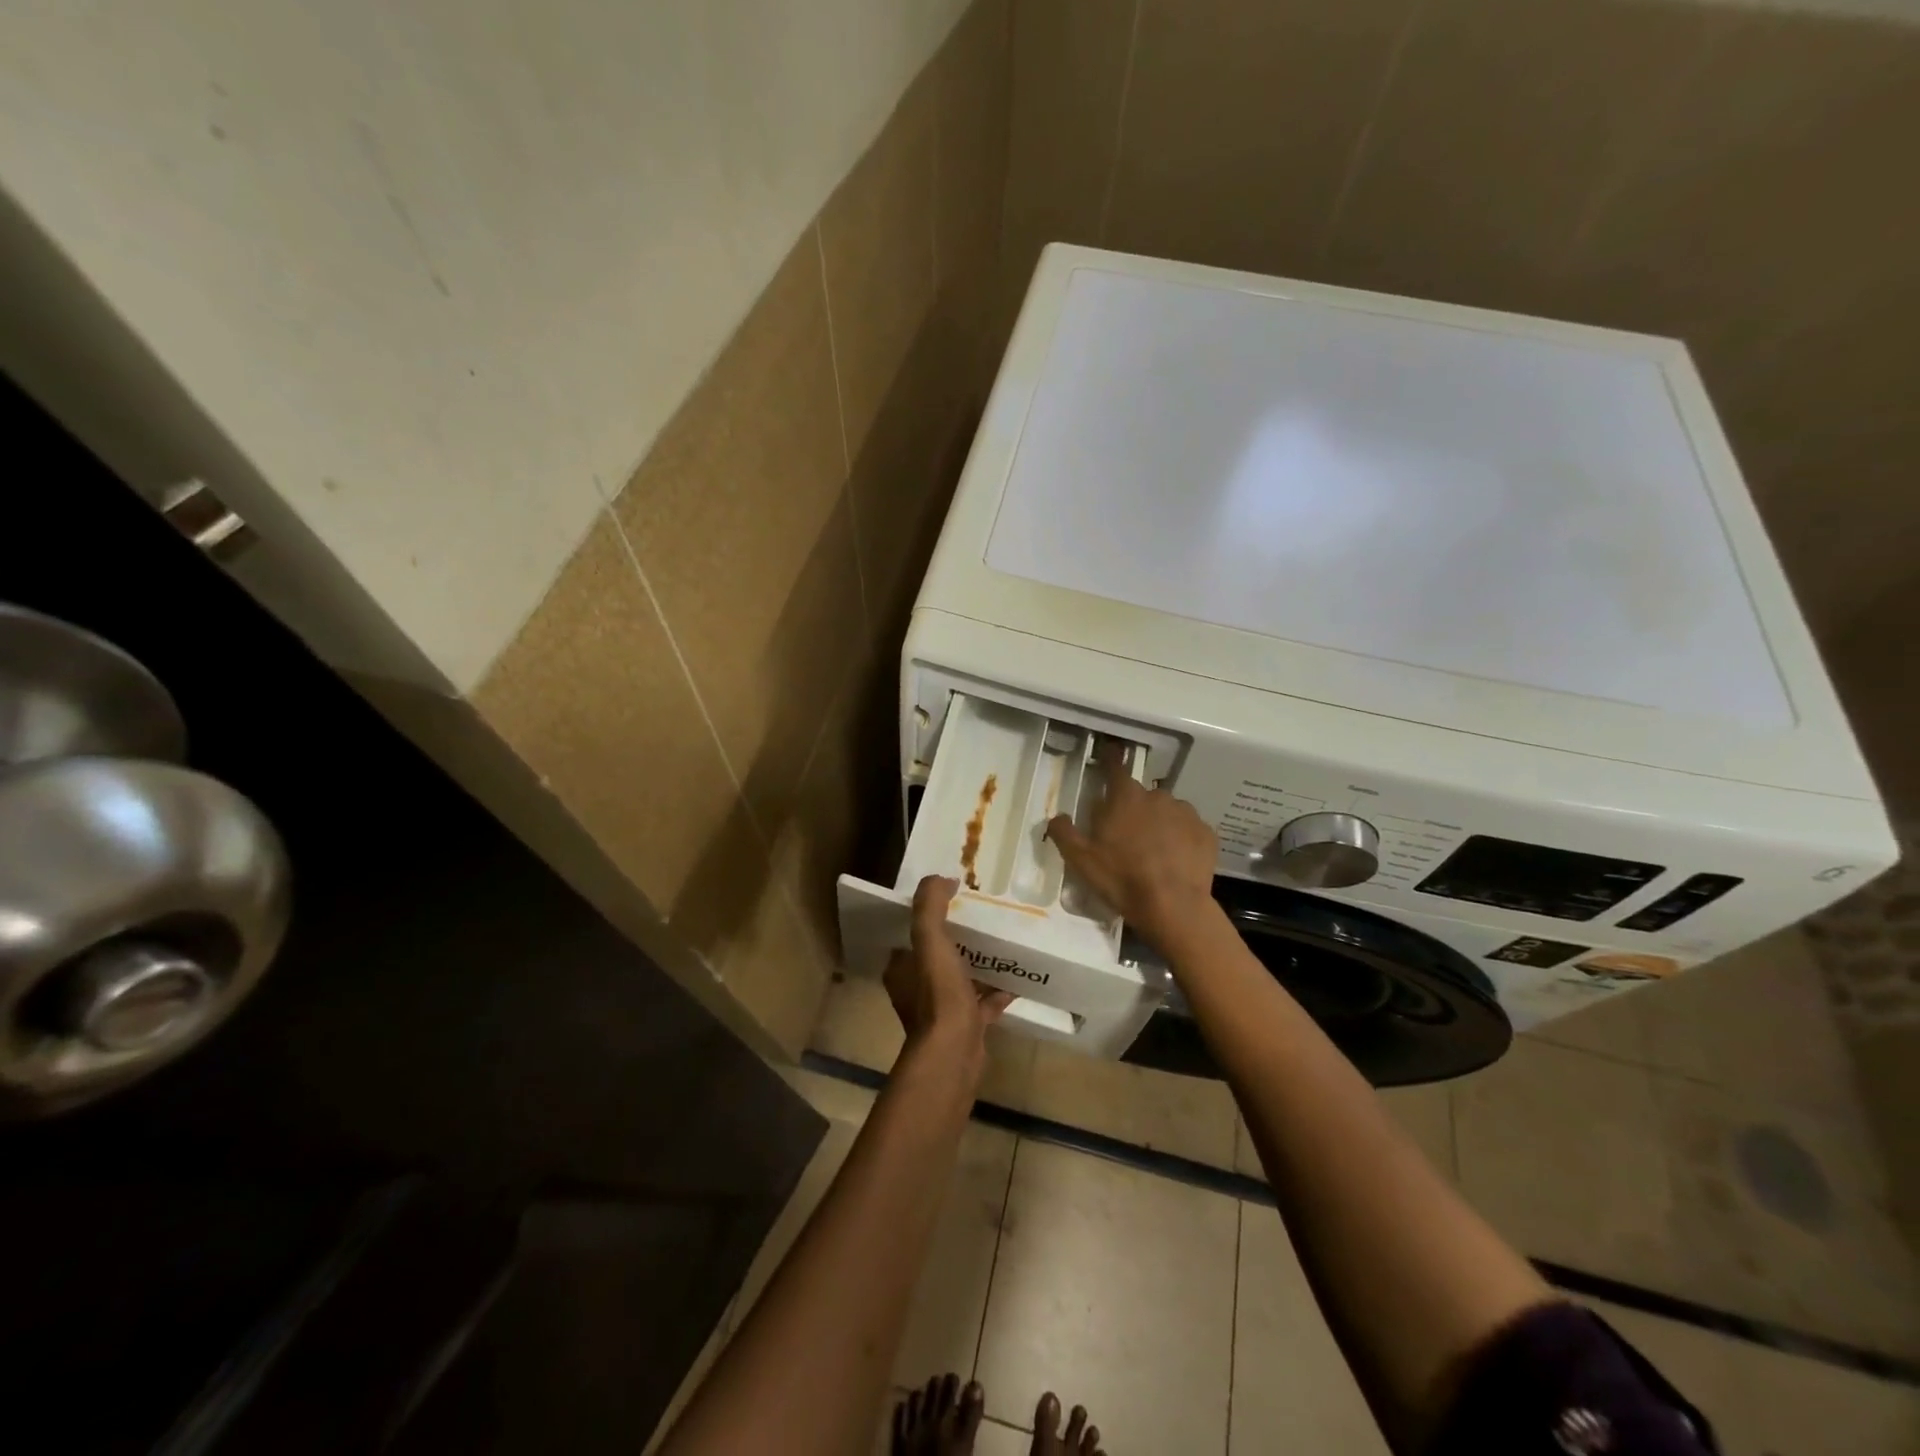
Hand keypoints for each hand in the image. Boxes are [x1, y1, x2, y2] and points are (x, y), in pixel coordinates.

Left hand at [884, 876, 1012, 1055]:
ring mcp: (942, 1011)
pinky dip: (996, 993)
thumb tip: (941, 879)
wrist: (955, 1052)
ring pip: (960, 979)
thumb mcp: (929, 939)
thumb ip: (929, 906)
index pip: (909, 936)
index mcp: (901, 969)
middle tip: (980, 919)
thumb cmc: (938, 993)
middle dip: (956, 939)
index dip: (926, 917)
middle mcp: (916, 990)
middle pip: (936, 956)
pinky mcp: (966, 1028)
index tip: (950, 901)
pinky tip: (1015, 981)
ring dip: (977, 964)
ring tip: (1000, 945)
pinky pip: (982, 1004)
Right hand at [1046, 743, 1217, 950]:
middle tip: (1125, 836)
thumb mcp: (1080, 860)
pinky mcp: (1206, 833)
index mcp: (1125, 798)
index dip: (1110, 759)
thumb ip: (1064, 833)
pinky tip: (1175, 861)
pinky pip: (1188, 830)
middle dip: (1133, 809)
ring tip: (1153, 852)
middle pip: (1140, 795)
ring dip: (1158, 823)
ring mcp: (1186, 813)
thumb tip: (1057, 817)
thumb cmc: (1122, 879)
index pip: (1115, 768)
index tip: (1110, 751)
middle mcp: (1157, 797)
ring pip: (1166, 811)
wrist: (1174, 906)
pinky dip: (1181, 839)